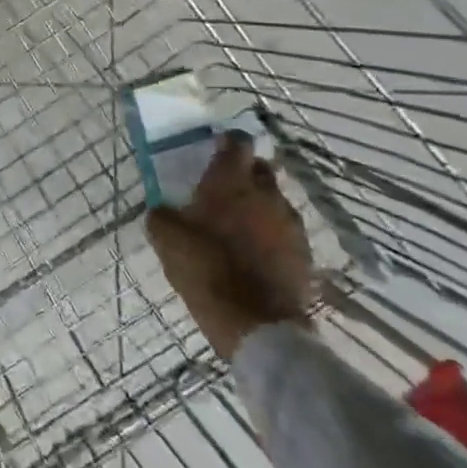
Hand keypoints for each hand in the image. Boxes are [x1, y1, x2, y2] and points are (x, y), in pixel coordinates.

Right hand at [147, 132, 313, 361]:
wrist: (257, 325)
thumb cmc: (206, 270)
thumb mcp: (166, 240)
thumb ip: (162, 215)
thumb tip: (163, 208)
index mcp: (231, 182)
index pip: (237, 142)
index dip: (226, 143)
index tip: (214, 150)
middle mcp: (266, 193)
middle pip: (260, 168)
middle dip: (244, 173)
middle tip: (223, 190)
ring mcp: (290, 223)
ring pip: (274, 200)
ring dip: (259, 206)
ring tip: (239, 225)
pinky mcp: (304, 252)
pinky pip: (285, 231)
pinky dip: (271, 234)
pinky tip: (255, 253)